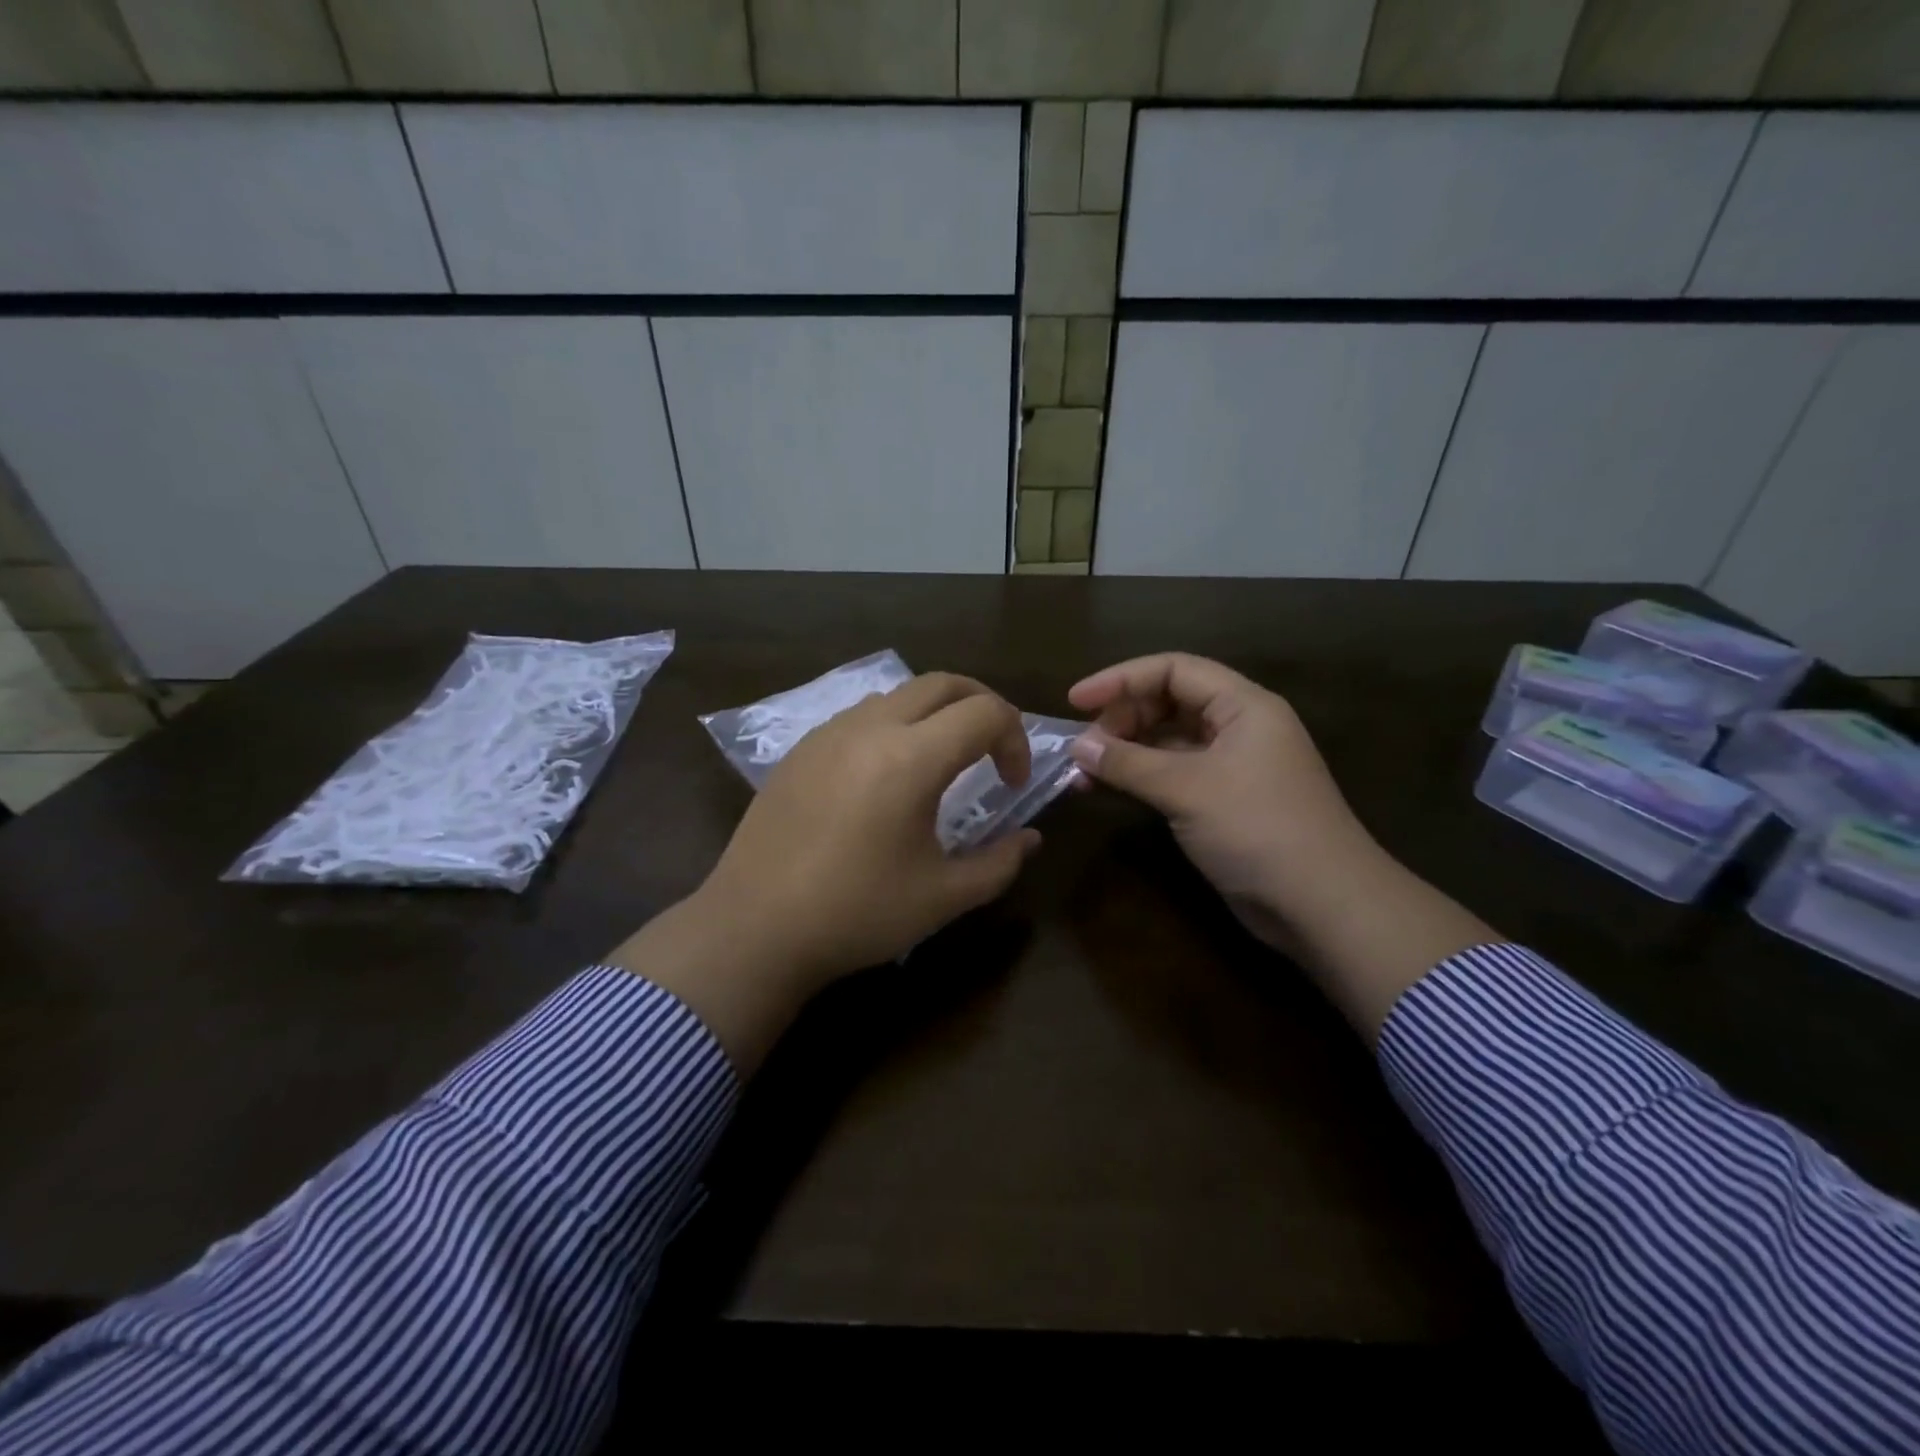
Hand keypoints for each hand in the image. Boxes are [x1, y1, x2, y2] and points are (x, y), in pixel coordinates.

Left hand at [613, 673, 1042, 1069]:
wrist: (754, 928)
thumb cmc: (856, 914)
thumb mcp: (943, 897)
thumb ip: (999, 862)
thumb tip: (1030, 839)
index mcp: (910, 758)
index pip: (984, 713)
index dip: (1015, 739)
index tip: (1013, 783)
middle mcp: (869, 728)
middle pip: (942, 683)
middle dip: (982, 706)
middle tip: (993, 750)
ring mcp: (828, 734)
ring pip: (898, 694)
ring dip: (935, 713)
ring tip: (942, 762)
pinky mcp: (800, 750)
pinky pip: (860, 715)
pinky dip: (894, 726)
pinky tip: (886, 778)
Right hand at [1067, 652, 1495, 1038]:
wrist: (1322, 904)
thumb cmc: (1257, 829)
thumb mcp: (1187, 789)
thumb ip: (1128, 763)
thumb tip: (1078, 747)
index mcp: (1243, 705)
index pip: (1174, 669)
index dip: (1121, 678)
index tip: (1076, 701)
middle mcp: (1239, 726)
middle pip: (1171, 700)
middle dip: (1123, 716)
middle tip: (1086, 747)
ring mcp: (1234, 764)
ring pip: (1170, 739)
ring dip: (1128, 749)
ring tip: (1087, 770)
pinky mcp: (1225, 800)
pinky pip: (1175, 772)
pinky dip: (1142, 776)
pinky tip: (1111, 788)